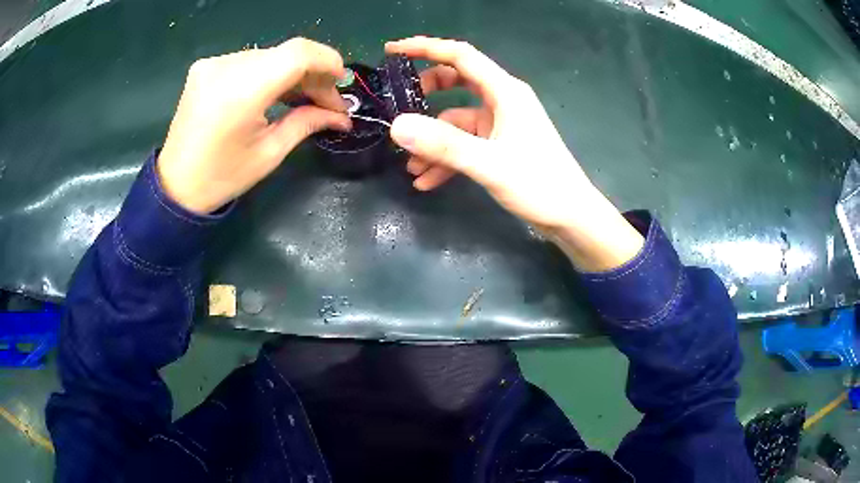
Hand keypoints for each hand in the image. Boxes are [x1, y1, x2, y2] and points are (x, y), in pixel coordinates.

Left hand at [158, 38, 351, 213]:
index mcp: (242, 91)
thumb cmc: (222, 178)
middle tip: (326, 102)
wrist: (174, 186)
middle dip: (313, 74)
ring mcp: (213, 63)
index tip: (342, 83)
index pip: (298, 54)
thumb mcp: (269, 153)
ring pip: (270, 56)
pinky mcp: (206, 67)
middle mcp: (226, 67)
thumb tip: (341, 116)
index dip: (328, 61)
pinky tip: (276, 92)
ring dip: (292, 74)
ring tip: (304, 98)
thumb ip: (307, 123)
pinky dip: (269, 73)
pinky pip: (250, 61)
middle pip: (286, 54)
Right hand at [385, 37, 642, 270]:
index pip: (460, 56)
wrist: (571, 217)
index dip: (425, 48)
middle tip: (398, 106)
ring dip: (433, 139)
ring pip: (456, 120)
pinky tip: (428, 181)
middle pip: (456, 82)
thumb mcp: (489, 164)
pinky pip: (465, 143)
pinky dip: (446, 158)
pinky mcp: (500, 144)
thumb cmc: (540, 184)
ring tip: (410, 166)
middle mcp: (502, 100)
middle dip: (425, 94)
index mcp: (505, 92)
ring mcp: (501, 123)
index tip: (392, 50)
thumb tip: (397, 126)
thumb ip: (444, 145)